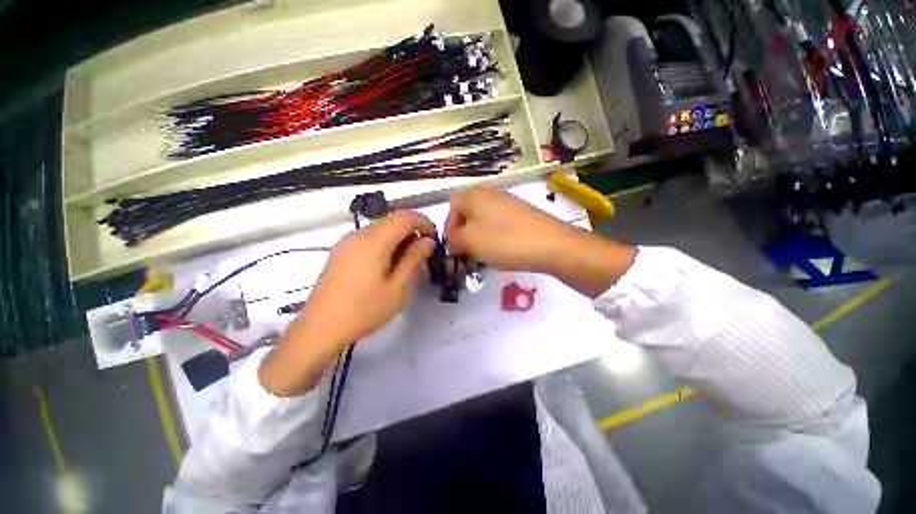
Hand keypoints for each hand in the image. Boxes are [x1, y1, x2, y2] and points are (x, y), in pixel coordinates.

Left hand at [259, 210, 435, 395]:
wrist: (320, 328)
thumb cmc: (364, 310)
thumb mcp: (398, 287)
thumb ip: (414, 259)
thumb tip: (428, 241)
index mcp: (374, 240)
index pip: (405, 217)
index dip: (424, 223)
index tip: (434, 239)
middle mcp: (359, 234)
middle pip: (392, 220)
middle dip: (412, 231)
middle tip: (422, 254)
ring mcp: (346, 242)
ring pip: (380, 229)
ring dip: (398, 238)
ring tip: (406, 263)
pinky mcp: (340, 252)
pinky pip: (367, 239)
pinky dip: (384, 244)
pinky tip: (386, 266)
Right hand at [445, 187, 636, 296]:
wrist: (551, 244)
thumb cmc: (504, 241)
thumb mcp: (469, 241)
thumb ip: (453, 239)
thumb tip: (452, 239)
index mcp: (474, 195)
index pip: (451, 208)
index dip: (449, 228)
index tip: (456, 247)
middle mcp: (490, 193)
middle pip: (468, 214)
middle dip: (465, 234)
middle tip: (469, 252)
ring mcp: (508, 202)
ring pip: (483, 220)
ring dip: (479, 237)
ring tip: (486, 253)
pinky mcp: (521, 213)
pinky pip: (500, 224)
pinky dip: (496, 236)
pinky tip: (504, 249)